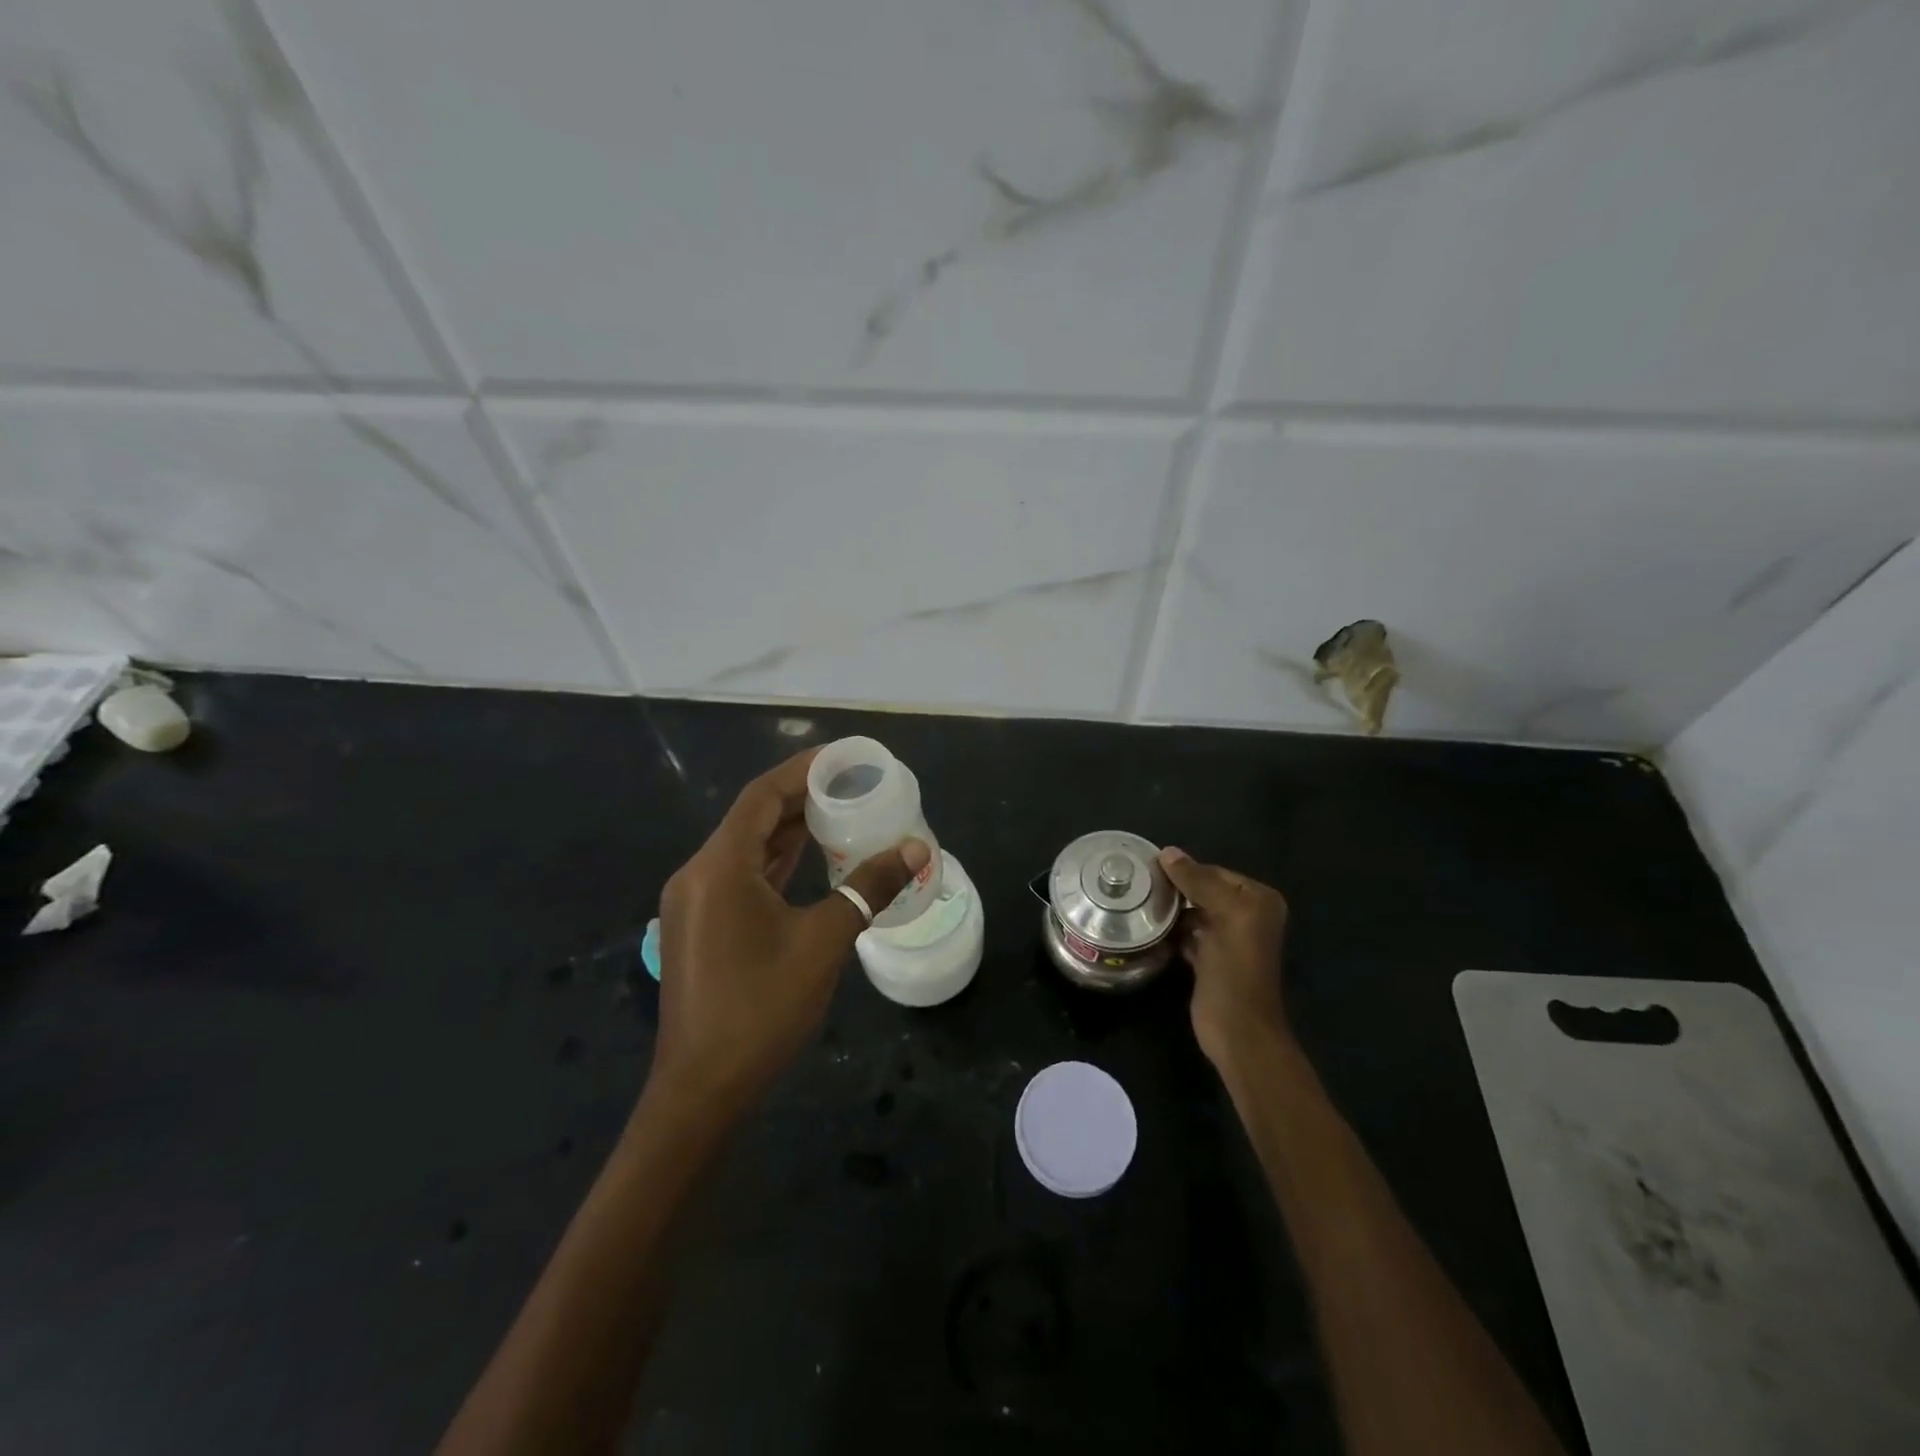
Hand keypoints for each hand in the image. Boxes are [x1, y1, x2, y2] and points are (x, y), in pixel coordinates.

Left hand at [652, 748, 929, 1117]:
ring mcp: (696, 903)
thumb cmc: (761, 1009)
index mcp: (719, 867)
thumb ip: (869, 888)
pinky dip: (777, 862)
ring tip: (840, 812)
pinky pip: (742, 876)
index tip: (844, 757)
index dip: (802, 769)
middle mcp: (699, 874)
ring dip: (789, 830)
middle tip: (852, 785)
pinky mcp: (702, 927)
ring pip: (747, 848)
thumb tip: (917, 850)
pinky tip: (811, 859)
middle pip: (753, 818)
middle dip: (801, 797)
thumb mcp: (824, 942)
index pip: (762, 796)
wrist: (702, 1091)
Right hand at [1157, 847, 1290, 1067]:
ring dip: (1169, 910)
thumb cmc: (1235, 968)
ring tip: (1138, 903)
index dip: (1185, 870)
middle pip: (1203, 891)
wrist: (1237, 1029)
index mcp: (1258, 900)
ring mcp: (1228, 939)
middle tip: (1138, 885)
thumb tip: (1167, 852)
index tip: (1148, 868)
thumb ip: (1198, 882)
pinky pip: (1187, 934)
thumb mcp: (1224, 915)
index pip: (1215, 872)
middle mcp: (1247, 916)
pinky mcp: (1209, 960)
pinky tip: (1147, 928)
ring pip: (1193, 912)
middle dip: (1175, 889)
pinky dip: (1170, 931)